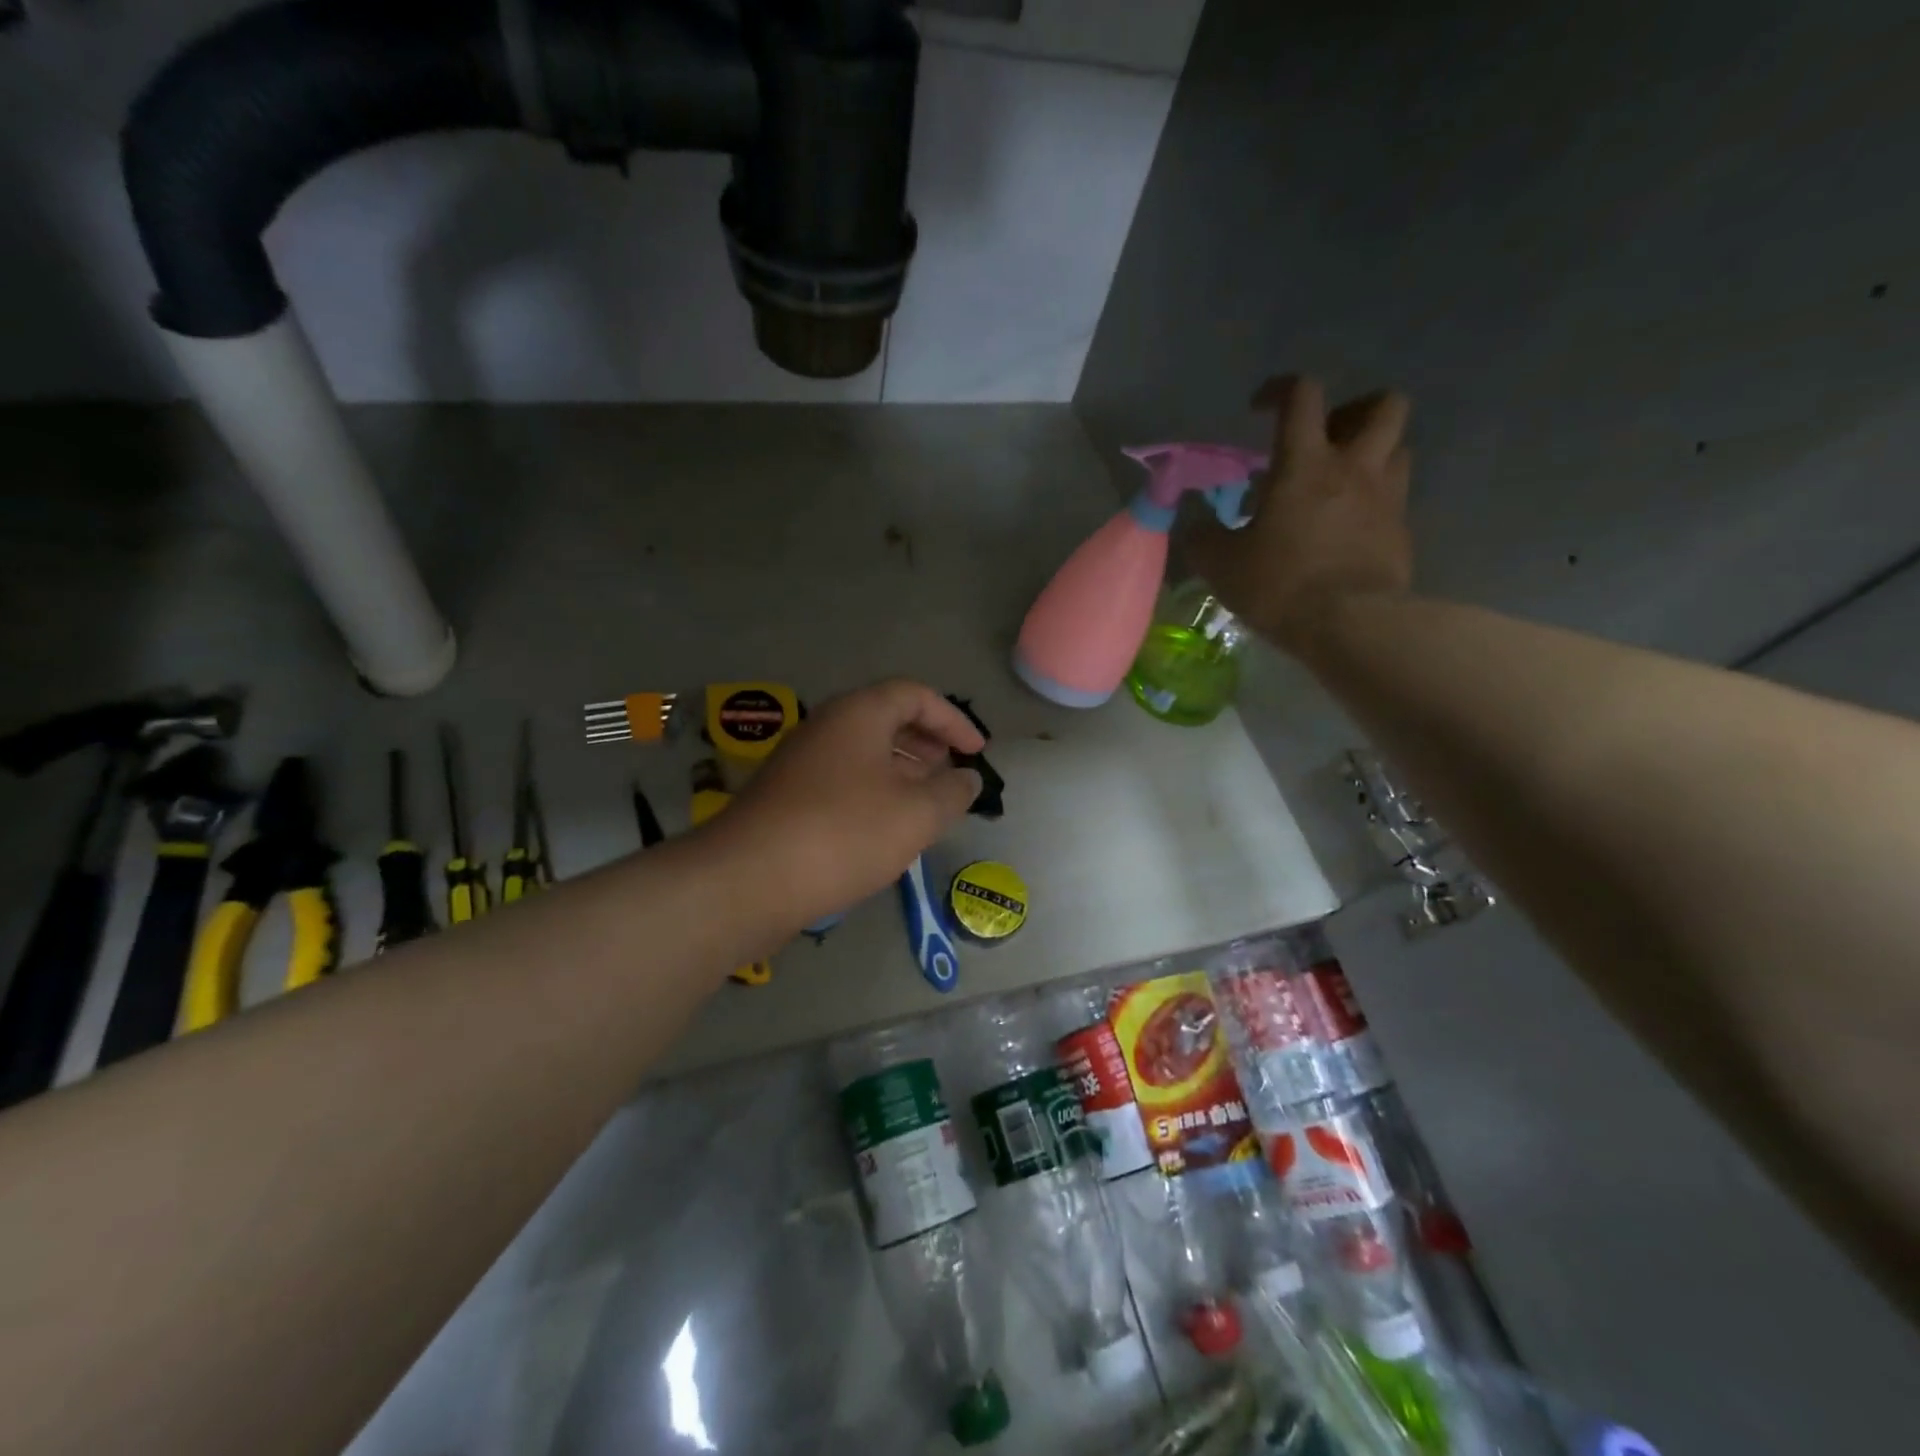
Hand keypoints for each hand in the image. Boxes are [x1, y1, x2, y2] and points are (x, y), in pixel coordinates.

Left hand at [716, 679, 984, 926]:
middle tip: (950, 772)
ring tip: (925, 801)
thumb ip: (952, 792)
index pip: (914, 695)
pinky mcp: (785, 796)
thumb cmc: (844, 833)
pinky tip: (884, 828)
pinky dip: (872, 792)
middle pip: (885, 719)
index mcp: (858, 714)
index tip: (976, 752)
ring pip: (861, 752)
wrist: (750, 879)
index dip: (953, 720)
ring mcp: (799, 761)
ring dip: (900, 770)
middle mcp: (825, 726)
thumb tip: (967, 778)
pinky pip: (841, 779)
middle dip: (926, 742)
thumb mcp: (916, 814)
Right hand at [1185, 375, 1413, 655]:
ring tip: (1342, 482)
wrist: (1349, 625)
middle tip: (1325, 441)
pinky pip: (1396, 497)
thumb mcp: (1221, 565)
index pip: (1302, 395)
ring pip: (1399, 447)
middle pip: (1382, 404)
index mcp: (1305, 463)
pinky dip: (1376, 500)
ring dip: (1373, 453)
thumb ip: (1204, 538)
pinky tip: (1351, 528)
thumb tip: (1194, 528)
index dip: (1280, 390)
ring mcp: (1387, 497)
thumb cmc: (1279, 585)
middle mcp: (1354, 467)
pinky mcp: (1402, 531)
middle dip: (1354, 412)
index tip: (1260, 409)